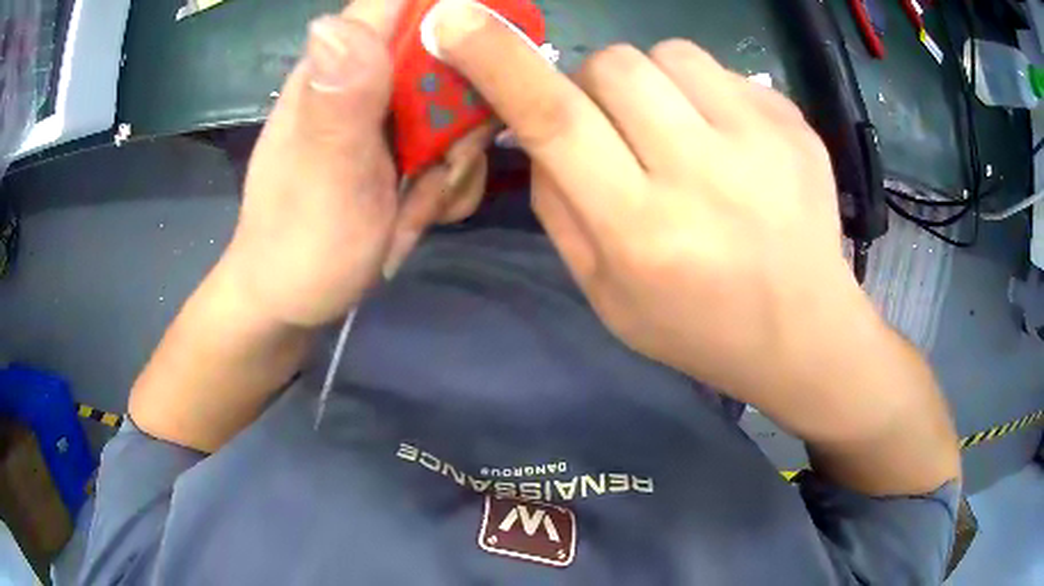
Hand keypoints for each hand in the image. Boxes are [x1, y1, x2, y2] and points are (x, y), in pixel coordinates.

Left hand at [223, 0, 489, 327]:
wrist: (290, 300)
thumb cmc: (300, 247)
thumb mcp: (325, 178)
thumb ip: (339, 102)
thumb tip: (335, 20)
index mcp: (337, 68)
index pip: (398, 1)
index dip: (454, 13)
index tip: (480, 61)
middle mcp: (363, 77)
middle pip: (448, 54)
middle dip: (463, 112)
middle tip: (441, 165)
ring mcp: (382, 112)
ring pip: (457, 103)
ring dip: (456, 157)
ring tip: (418, 202)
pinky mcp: (394, 143)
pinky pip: (449, 140)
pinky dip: (447, 179)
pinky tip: (416, 209)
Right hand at [435, 2, 879, 405]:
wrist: (804, 331)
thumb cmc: (698, 327)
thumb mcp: (606, 294)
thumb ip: (560, 208)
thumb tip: (537, 132)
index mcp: (641, 231)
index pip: (554, 121)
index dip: (498, 62)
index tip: (456, 21)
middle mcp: (700, 175)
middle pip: (611, 66)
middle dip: (592, 84)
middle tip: (617, 129)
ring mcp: (759, 141)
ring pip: (667, 54)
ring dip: (651, 83)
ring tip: (679, 132)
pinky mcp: (793, 123)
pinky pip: (721, 71)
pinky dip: (703, 93)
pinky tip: (728, 142)